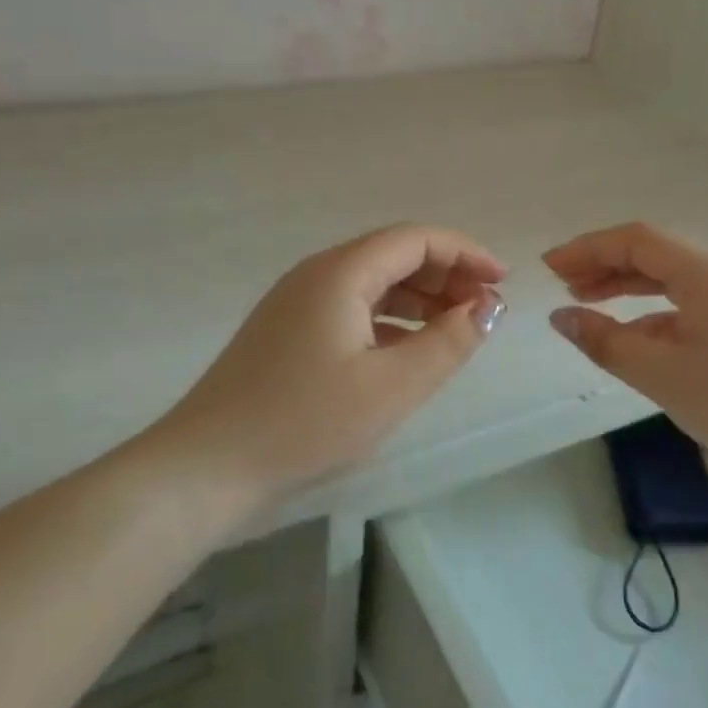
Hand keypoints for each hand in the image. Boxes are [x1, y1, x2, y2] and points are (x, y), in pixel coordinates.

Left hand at [151, 224, 504, 497]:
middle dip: (446, 275)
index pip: (416, 239)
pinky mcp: (289, 334)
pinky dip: (391, 321)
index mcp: (341, 272)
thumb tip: (487, 307)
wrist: (205, 468)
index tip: (502, 282)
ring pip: (374, 284)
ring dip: (420, 299)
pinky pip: (353, 310)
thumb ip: (448, 343)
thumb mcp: (392, 387)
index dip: (465, 252)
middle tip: (485, 309)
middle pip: (394, 255)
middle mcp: (318, 275)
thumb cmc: (304, 422)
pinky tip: (410, 351)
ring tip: (457, 330)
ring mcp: (298, 304)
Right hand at [545, 223, 707, 469]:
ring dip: (624, 286)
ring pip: (668, 279)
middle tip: (560, 283)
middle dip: (602, 264)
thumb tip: (560, 317)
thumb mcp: (662, 374)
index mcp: (704, 272)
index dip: (587, 248)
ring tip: (584, 301)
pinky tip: (629, 336)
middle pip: (651, 254)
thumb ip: (605, 341)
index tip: (549, 267)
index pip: (635, 240)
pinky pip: (685, 304)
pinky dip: (650, 313)